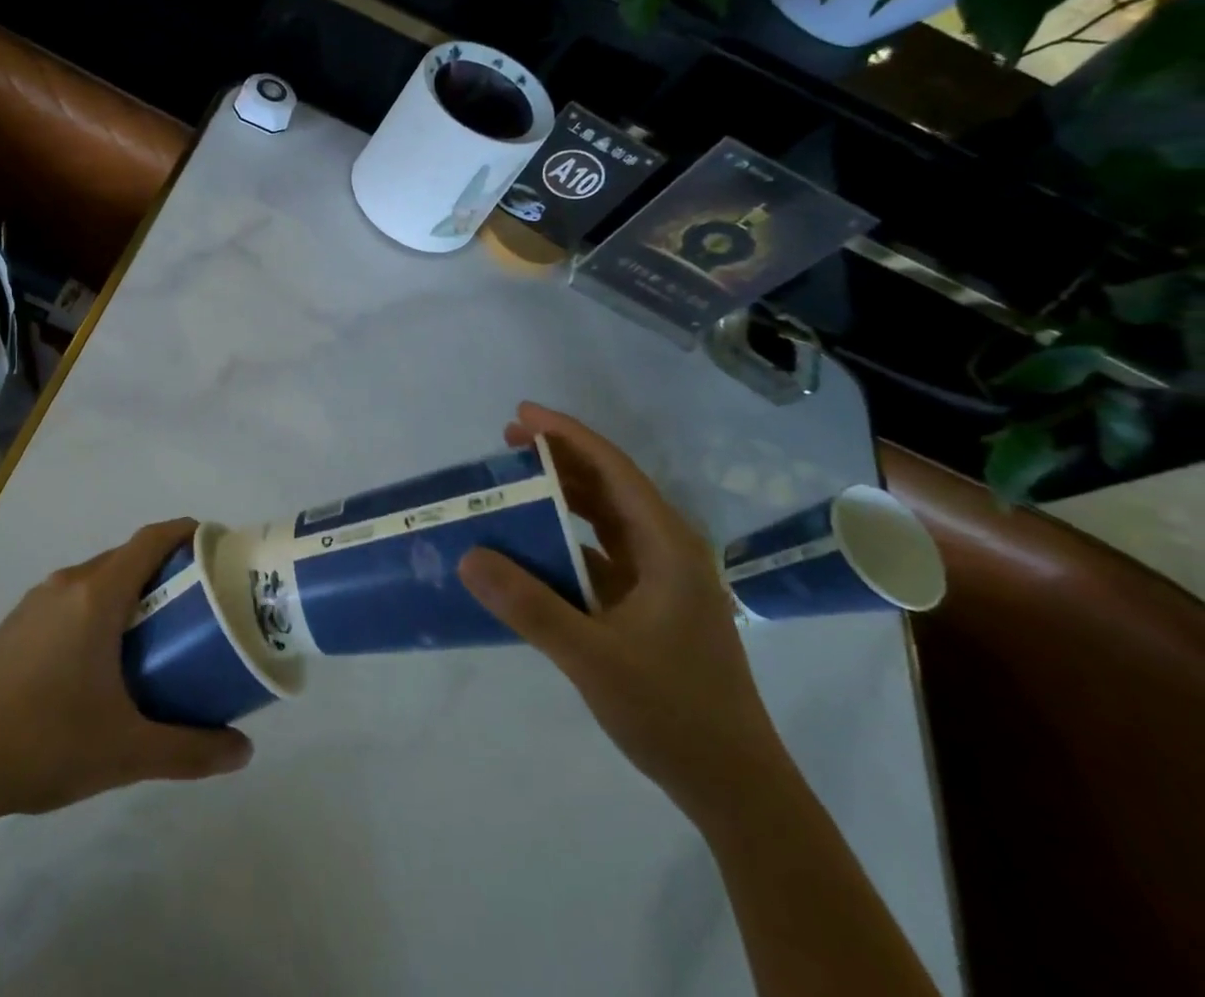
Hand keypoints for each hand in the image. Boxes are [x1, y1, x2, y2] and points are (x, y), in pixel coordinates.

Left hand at [0, 518, 252, 820]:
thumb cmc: (46, 743)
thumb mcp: (126, 752)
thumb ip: (190, 750)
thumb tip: (244, 752)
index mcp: (96, 595)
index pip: (150, 540)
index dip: (185, 532)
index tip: (215, 545)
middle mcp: (66, 584)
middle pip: (126, 557)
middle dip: (165, 568)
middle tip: (197, 600)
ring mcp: (35, 602)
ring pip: (96, 577)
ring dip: (130, 590)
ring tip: (156, 630)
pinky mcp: (15, 624)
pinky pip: (70, 597)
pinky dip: (99, 607)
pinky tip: (101, 657)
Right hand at [459, 403, 787, 822]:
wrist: (736, 790)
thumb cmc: (674, 713)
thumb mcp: (592, 657)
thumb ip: (529, 605)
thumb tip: (468, 555)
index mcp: (668, 547)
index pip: (614, 470)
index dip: (568, 436)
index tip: (521, 414)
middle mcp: (668, 552)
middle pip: (610, 487)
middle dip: (561, 459)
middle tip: (507, 442)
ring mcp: (662, 581)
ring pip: (607, 520)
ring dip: (564, 497)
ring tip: (515, 482)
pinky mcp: (651, 607)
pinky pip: (602, 555)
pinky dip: (567, 540)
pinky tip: (533, 546)